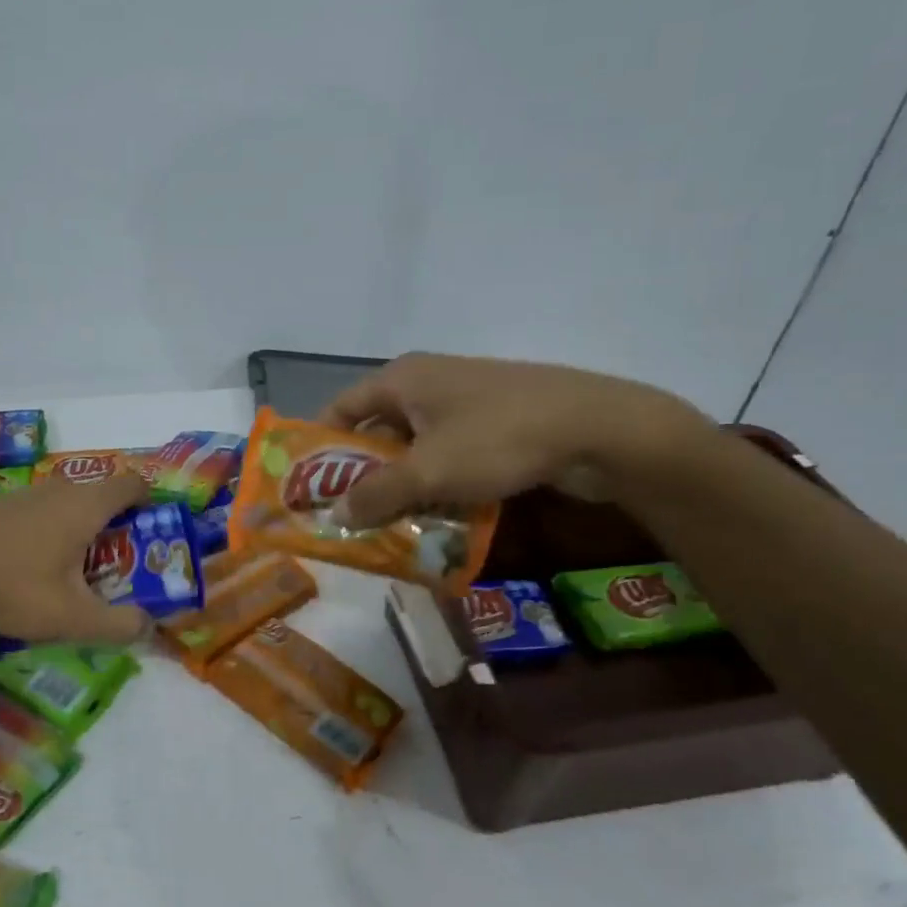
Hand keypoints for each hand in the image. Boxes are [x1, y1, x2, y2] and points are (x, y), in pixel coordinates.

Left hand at [0, 470, 152, 644]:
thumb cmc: (14, 588)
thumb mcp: (73, 618)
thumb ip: (119, 625)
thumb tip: (147, 626)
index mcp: (86, 506)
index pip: (133, 484)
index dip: (150, 505)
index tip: (150, 536)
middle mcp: (60, 490)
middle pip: (102, 496)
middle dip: (116, 528)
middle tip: (115, 567)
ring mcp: (25, 494)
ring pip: (69, 505)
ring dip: (80, 531)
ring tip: (72, 574)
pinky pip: (40, 512)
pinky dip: (49, 533)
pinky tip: (30, 570)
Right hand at [320, 353, 708, 525]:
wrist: (597, 427)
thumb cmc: (497, 439)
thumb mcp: (428, 471)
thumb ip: (375, 494)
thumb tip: (334, 515)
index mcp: (402, 379)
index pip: (341, 408)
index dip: (321, 447)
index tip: (309, 489)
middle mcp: (427, 383)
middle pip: (376, 430)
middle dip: (362, 475)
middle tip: (348, 518)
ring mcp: (464, 401)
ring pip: (415, 447)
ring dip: (401, 485)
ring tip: (388, 527)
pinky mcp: (494, 422)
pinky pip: (449, 454)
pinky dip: (437, 483)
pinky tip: (436, 517)